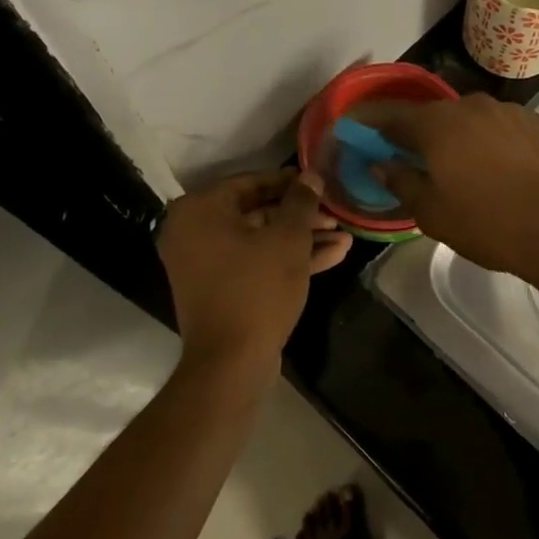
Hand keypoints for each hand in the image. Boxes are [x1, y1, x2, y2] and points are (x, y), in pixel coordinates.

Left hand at [158, 169, 351, 370]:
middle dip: (301, 216)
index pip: (251, 181)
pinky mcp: (220, 288)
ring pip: (261, 240)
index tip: (320, 183)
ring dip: (302, 238)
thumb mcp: (288, 239)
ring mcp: (205, 263)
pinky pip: (255, 262)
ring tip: (344, 236)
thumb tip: (310, 176)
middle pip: (257, 212)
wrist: (231, 362)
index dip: (291, 182)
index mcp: (200, 210)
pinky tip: (333, 256)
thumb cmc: (257, 289)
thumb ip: (301, 202)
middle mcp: (194, 231)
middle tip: (336, 215)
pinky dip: (287, 259)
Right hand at [364, 94, 538, 277]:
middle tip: (431, 167)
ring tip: (480, 177)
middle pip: (442, 118)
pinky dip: (508, 150)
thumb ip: (402, 182)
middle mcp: (476, 107)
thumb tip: (381, 164)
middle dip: (431, 137)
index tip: (373, 142)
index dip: (380, 130)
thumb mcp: (432, 213)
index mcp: (439, 124)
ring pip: (482, 123)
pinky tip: (518, 178)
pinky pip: (516, 135)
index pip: (396, 118)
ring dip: (473, 142)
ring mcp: (518, 113)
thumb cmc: (488, 224)